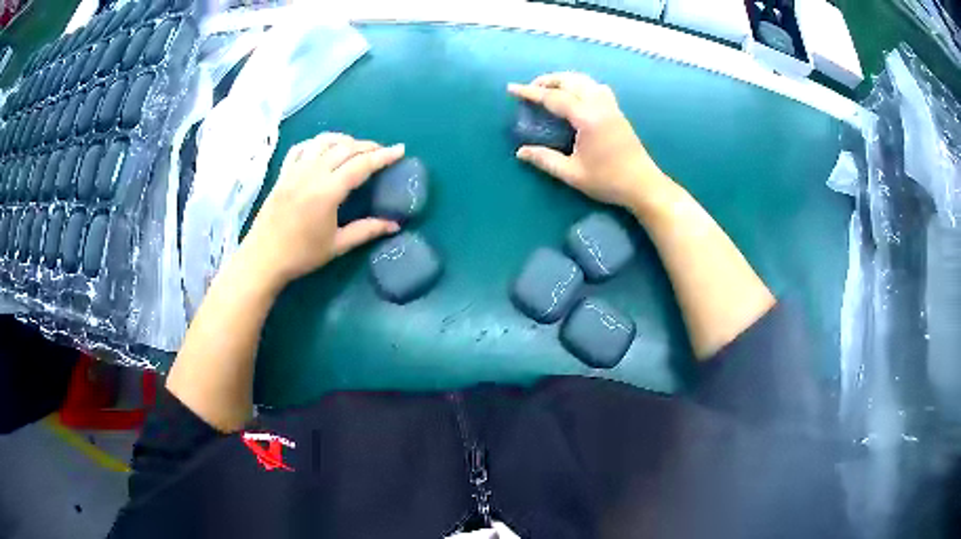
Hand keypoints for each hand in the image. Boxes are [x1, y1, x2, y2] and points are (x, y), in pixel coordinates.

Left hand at [240, 133, 403, 290]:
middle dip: (367, 146)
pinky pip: (301, 148)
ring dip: (343, 139)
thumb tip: (394, 225)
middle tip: (381, 152)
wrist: (263, 259)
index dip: (383, 156)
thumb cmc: (301, 255)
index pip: (361, 165)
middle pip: (345, 148)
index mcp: (327, 191)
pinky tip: (322, 149)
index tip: (400, 149)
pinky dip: (316, 143)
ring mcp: (295, 171)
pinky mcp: (283, 174)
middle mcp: (312, 174)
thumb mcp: (337, 245)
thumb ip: (366, 230)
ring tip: (355, 147)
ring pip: (323, 142)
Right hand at [508, 73, 669, 211]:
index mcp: (587, 118)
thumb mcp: (572, 174)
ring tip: (550, 89)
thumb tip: (521, 152)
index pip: (554, 97)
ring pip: (585, 80)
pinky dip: (581, 84)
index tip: (512, 88)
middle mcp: (600, 105)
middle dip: (547, 80)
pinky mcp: (617, 112)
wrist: (643, 185)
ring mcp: (611, 106)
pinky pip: (596, 87)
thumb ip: (545, 160)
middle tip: (530, 89)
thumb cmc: (608, 181)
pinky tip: (576, 96)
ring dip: (564, 79)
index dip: (530, 92)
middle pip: (570, 80)